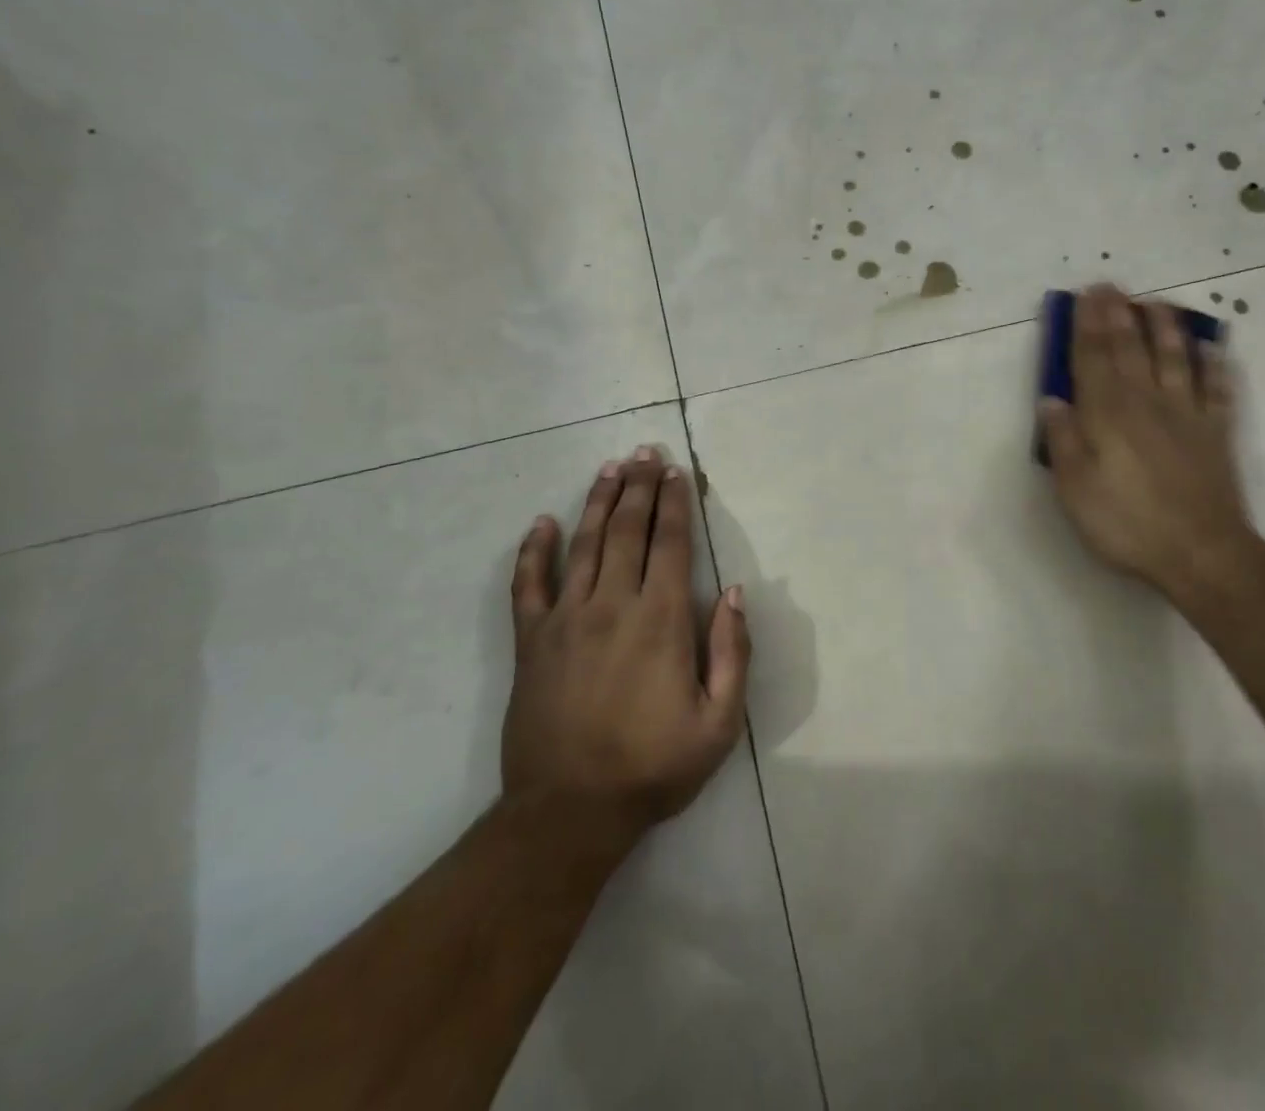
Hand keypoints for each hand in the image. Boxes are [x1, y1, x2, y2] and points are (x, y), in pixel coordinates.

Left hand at [503, 448, 749, 842]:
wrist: (568, 813)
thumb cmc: (653, 768)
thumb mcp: (720, 723)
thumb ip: (732, 652)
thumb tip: (736, 592)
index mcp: (660, 621)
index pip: (670, 544)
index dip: (674, 504)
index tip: (675, 472)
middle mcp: (613, 605)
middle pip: (627, 531)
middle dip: (639, 487)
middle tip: (644, 452)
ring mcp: (566, 620)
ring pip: (584, 545)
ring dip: (597, 502)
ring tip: (609, 468)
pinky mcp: (531, 641)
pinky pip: (528, 585)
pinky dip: (533, 551)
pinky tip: (541, 523)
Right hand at [1037, 286, 1256, 597]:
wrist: (1200, 552)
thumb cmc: (1126, 522)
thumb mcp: (1075, 487)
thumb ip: (1063, 440)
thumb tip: (1051, 400)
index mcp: (1107, 414)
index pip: (1091, 359)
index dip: (1085, 326)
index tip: (1083, 296)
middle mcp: (1146, 402)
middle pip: (1129, 349)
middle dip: (1117, 315)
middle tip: (1110, 286)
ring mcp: (1186, 414)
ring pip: (1174, 358)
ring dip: (1163, 327)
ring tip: (1155, 302)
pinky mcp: (1216, 432)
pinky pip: (1217, 388)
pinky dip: (1214, 364)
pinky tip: (1212, 347)